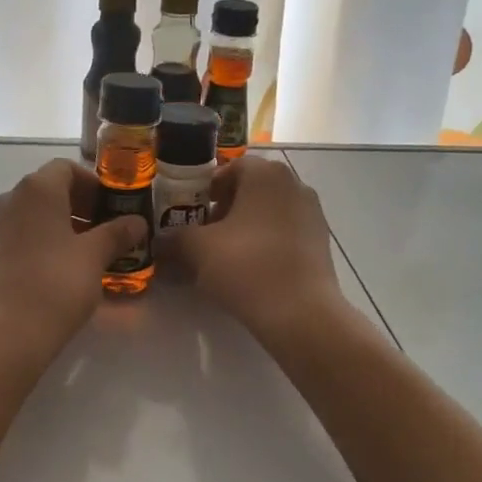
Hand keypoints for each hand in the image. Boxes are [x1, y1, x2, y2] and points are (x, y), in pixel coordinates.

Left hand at [0, 159, 147, 360]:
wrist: (4, 333)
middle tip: (106, 232)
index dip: (94, 185)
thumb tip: (136, 222)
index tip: (113, 209)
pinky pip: (21, 234)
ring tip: (88, 254)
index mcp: (37, 189)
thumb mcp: (94, 257)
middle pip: (50, 189)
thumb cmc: (55, 284)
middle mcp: (11, 198)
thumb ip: (117, 233)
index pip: (67, 168)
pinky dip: (43, 241)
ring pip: (35, 214)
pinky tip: (62, 269)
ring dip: (62, 225)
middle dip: (80, 206)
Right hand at [168, 156, 343, 341]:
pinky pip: (285, 232)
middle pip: (251, 189)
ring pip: (268, 212)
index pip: (230, 168)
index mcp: (265, 174)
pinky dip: (266, 243)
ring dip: (245, 227)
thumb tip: (160, 240)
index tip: (191, 213)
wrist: (300, 313)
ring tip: (225, 256)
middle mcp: (294, 184)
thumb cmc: (246, 266)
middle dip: (225, 209)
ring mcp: (312, 213)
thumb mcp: (197, 249)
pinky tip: (251, 270)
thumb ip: (174, 237)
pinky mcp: (321, 242)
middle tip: (204, 235)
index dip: (207, 189)